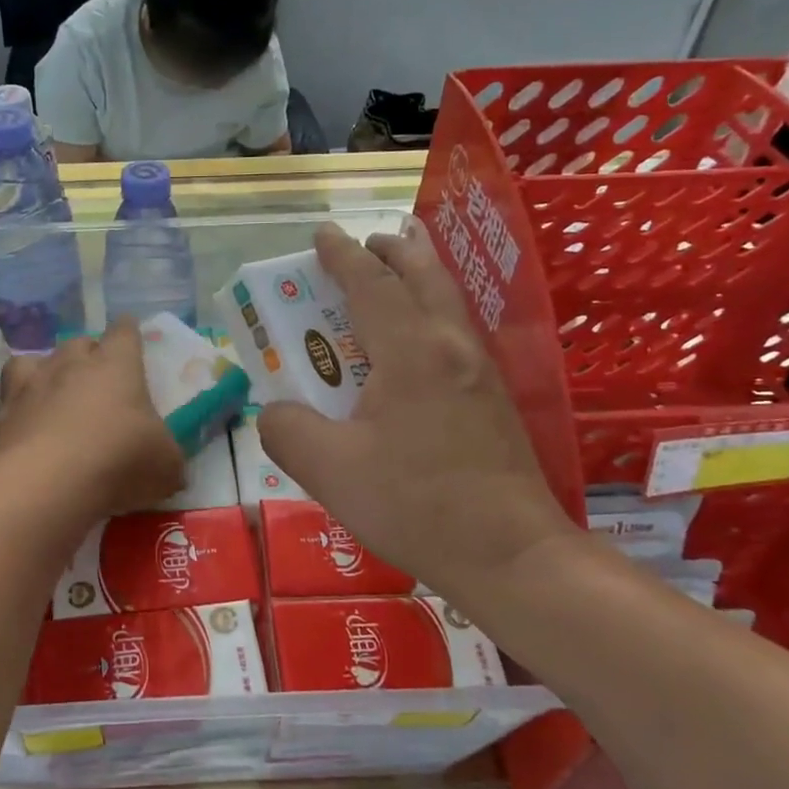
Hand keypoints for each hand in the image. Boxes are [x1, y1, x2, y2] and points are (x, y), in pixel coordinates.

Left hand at [0, 320, 184, 520]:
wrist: (53, 484)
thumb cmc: (121, 461)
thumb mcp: (167, 465)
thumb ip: (168, 458)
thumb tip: (170, 466)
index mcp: (114, 366)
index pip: (124, 333)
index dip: (128, 333)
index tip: (130, 336)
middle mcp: (66, 367)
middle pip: (74, 343)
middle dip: (83, 355)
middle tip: (93, 380)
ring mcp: (23, 392)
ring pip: (21, 364)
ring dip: (31, 375)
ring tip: (39, 394)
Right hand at [258, 221, 581, 591]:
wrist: (511, 554)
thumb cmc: (415, 505)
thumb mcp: (328, 471)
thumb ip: (286, 429)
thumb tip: (276, 411)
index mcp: (411, 352)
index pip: (371, 284)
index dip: (342, 256)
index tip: (323, 234)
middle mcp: (451, 346)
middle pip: (424, 275)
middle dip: (392, 251)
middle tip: (365, 243)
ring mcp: (482, 371)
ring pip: (447, 301)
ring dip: (416, 277)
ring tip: (392, 276)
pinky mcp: (495, 399)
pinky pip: (457, 331)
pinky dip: (431, 311)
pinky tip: (417, 343)